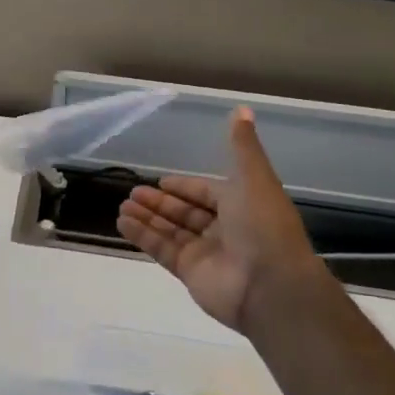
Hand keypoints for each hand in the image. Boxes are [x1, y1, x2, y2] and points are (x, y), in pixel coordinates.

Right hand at [116, 107, 327, 330]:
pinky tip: (122, 222)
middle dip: (160, 202)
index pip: (207, 192)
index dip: (185, 187)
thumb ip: (242, 145)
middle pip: (186, 213)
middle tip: (132, 192)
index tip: (161, 182)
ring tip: (122, 206)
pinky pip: (162, 250)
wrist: (272, 285)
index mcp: (242, 205)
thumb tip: (242, 108)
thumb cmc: (263, 225)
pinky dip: (143, 236)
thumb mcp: (253, 177)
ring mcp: (207, 254)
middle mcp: (225, 229)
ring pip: (171, 231)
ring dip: (147, 218)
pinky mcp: (190, 274)